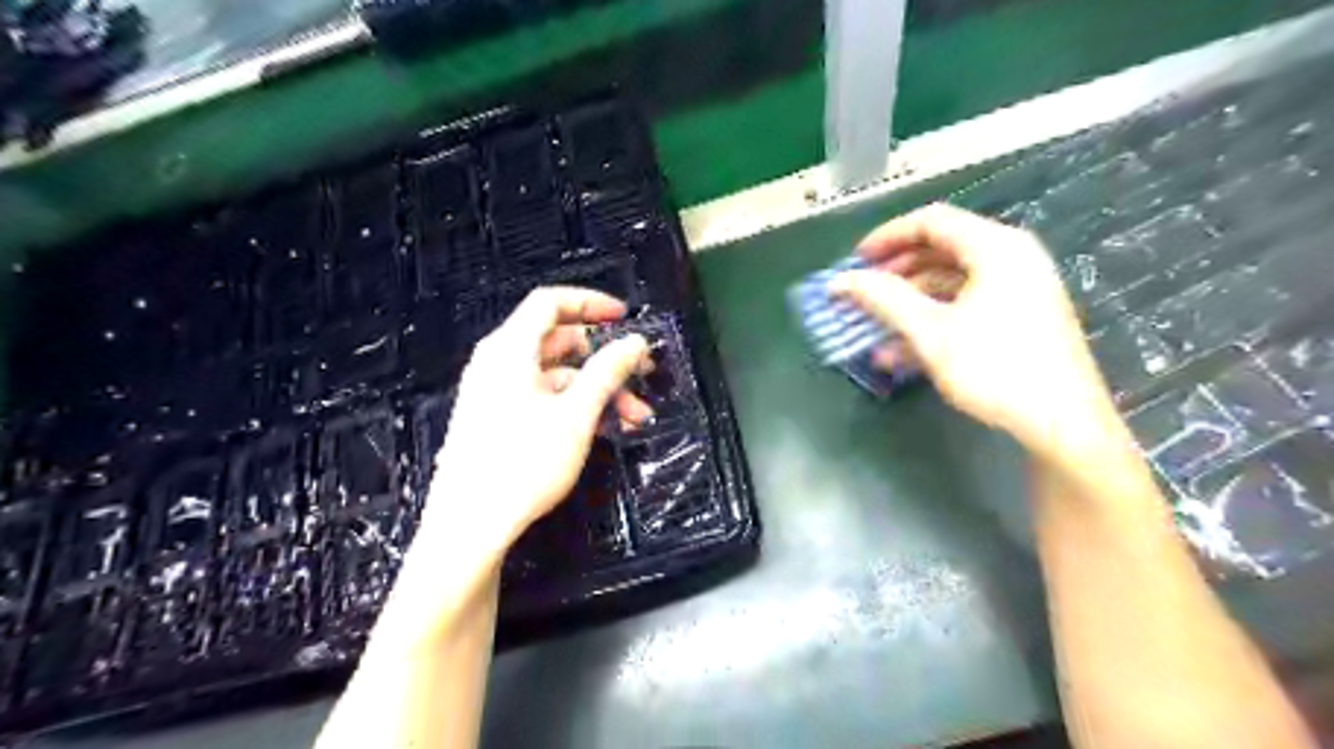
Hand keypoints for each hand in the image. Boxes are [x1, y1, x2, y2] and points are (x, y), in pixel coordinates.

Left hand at [422, 287, 651, 555]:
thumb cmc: (523, 463)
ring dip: (598, 390)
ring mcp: (496, 393)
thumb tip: (635, 341)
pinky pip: (544, 399)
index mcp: (510, 349)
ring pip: (557, 376)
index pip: (550, 303)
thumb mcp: (576, 415)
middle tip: (642, 374)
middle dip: (605, 359)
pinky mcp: (498, 420)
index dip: (590, 303)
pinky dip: (576, 407)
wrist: (469, 526)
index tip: (625, 318)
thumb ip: (607, 372)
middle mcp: (499, 363)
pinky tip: (605, 430)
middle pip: (558, 342)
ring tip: (635, 417)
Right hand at [837, 202, 1117, 453]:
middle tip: (862, 291)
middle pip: (941, 249)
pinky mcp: (1019, 318)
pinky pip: (966, 305)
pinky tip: (899, 351)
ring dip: (909, 301)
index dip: (887, 236)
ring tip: (873, 325)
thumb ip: (883, 299)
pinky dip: (932, 319)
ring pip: (951, 281)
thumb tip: (839, 282)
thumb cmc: (995, 368)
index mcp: (996, 248)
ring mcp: (1019, 289)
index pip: (932, 221)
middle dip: (895, 271)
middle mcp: (1011, 258)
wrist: (1063, 425)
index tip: (854, 261)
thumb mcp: (930, 332)